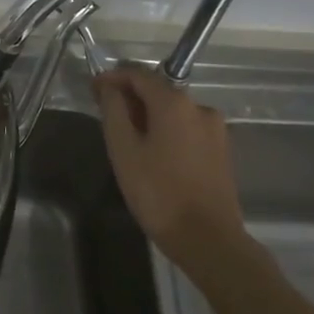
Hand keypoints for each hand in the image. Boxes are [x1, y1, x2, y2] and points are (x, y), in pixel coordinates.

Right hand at [92, 63, 242, 265]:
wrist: (208, 239)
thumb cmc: (158, 192)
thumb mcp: (124, 150)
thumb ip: (114, 110)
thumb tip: (109, 87)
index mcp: (174, 102)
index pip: (138, 74)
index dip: (112, 78)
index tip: (92, 90)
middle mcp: (199, 107)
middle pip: (158, 91)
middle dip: (130, 98)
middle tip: (105, 115)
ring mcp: (215, 129)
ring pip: (173, 111)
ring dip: (148, 116)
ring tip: (126, 138)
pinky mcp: (221, 150)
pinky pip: (186, 128)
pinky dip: (166, 131)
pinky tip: (152, 153)